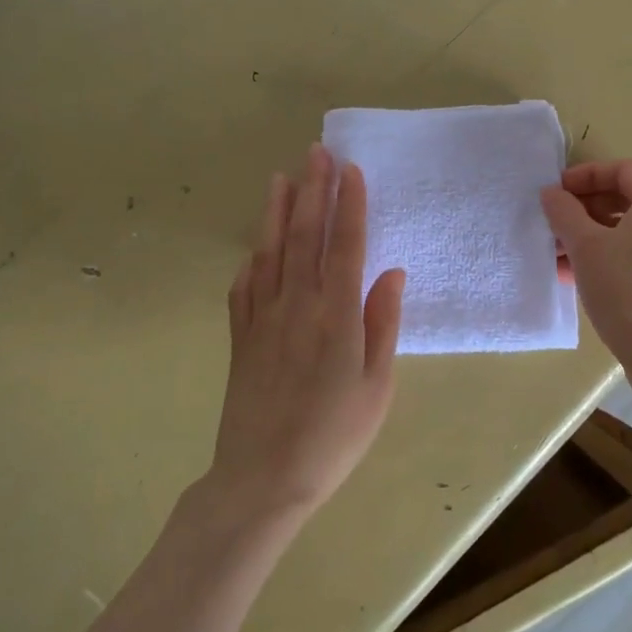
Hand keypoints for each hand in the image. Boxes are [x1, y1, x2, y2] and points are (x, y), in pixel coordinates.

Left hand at [209, 144, 405, 518]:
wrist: (263, 480)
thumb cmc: (334, 437)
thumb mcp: (377, 386)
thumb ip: (382, 324)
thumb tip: (391, 273)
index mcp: (336, 316)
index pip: (345, 245)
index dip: (349, 205)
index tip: (350, 169)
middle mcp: (297, 306)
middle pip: (305, 236)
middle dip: (312, 190)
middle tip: (316, 152)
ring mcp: (262, 319)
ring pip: (270, 252)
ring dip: (276, 211)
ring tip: (281, 177)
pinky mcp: (240, 337)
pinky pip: (244, 287)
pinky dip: (252, 259)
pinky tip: (256, 247)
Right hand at [540, 159, 631, 387]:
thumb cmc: (627, 291)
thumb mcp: (586, 247)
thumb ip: (564, 213)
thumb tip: (551, 193)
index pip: (624, 170)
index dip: (587, 174)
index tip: (557, 191)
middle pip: (625, 199)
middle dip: (584, 208)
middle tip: (553, 221)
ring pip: (626, 230)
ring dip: (588, 235)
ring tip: (555, 252)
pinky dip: (604, 256)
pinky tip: (573, 275)